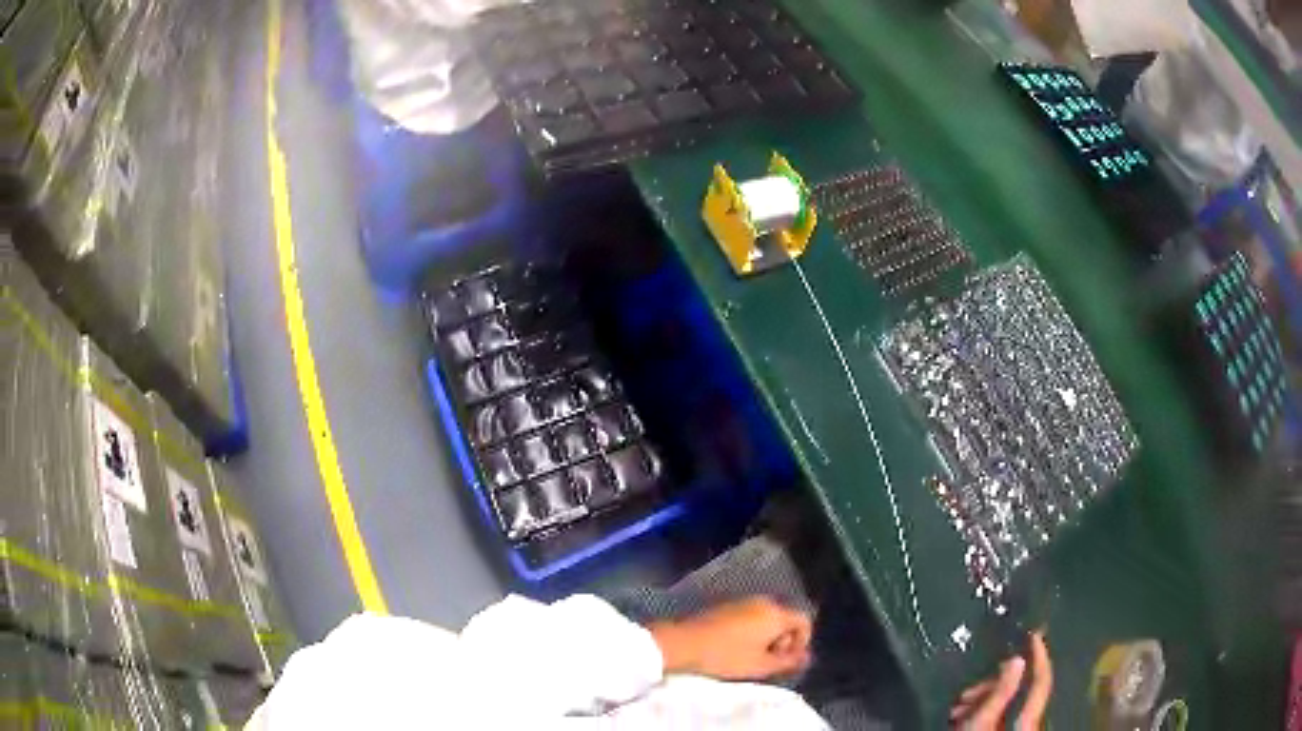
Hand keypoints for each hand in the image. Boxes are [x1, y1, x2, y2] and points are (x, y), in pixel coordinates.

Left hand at [648, 597, 812, 680]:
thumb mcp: (760, 666)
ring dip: (767, 637)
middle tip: (770, 661)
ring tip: (753, 658)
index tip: (788, 660)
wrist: (682, 643)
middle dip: (784, 640)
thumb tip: (807, 658)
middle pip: (785, 618)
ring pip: (767, 618)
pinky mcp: (725, 606)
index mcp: (775, 613)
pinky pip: (750, 616)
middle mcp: (762, 601)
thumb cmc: (725, 657)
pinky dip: (751, 631)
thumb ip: (788, 662)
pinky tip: (736, 648)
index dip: (802, 642)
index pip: (804, 621)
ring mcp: (742, 601)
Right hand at [950, 631, 1052, 729]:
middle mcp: (1029, 723)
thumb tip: (1017, 658)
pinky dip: (982, 711)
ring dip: (983, 700)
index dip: (1040, 656)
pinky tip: (962, 716)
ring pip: (1006, 704)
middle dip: (993, 686)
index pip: (1042, 681)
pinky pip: (999, 715)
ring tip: (957, 708)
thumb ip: (1000, 692)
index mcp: (1029, 720)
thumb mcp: (982, 722)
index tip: (1034, 634)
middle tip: (966, 693)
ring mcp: (1017, 729)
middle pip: (1019, 692)